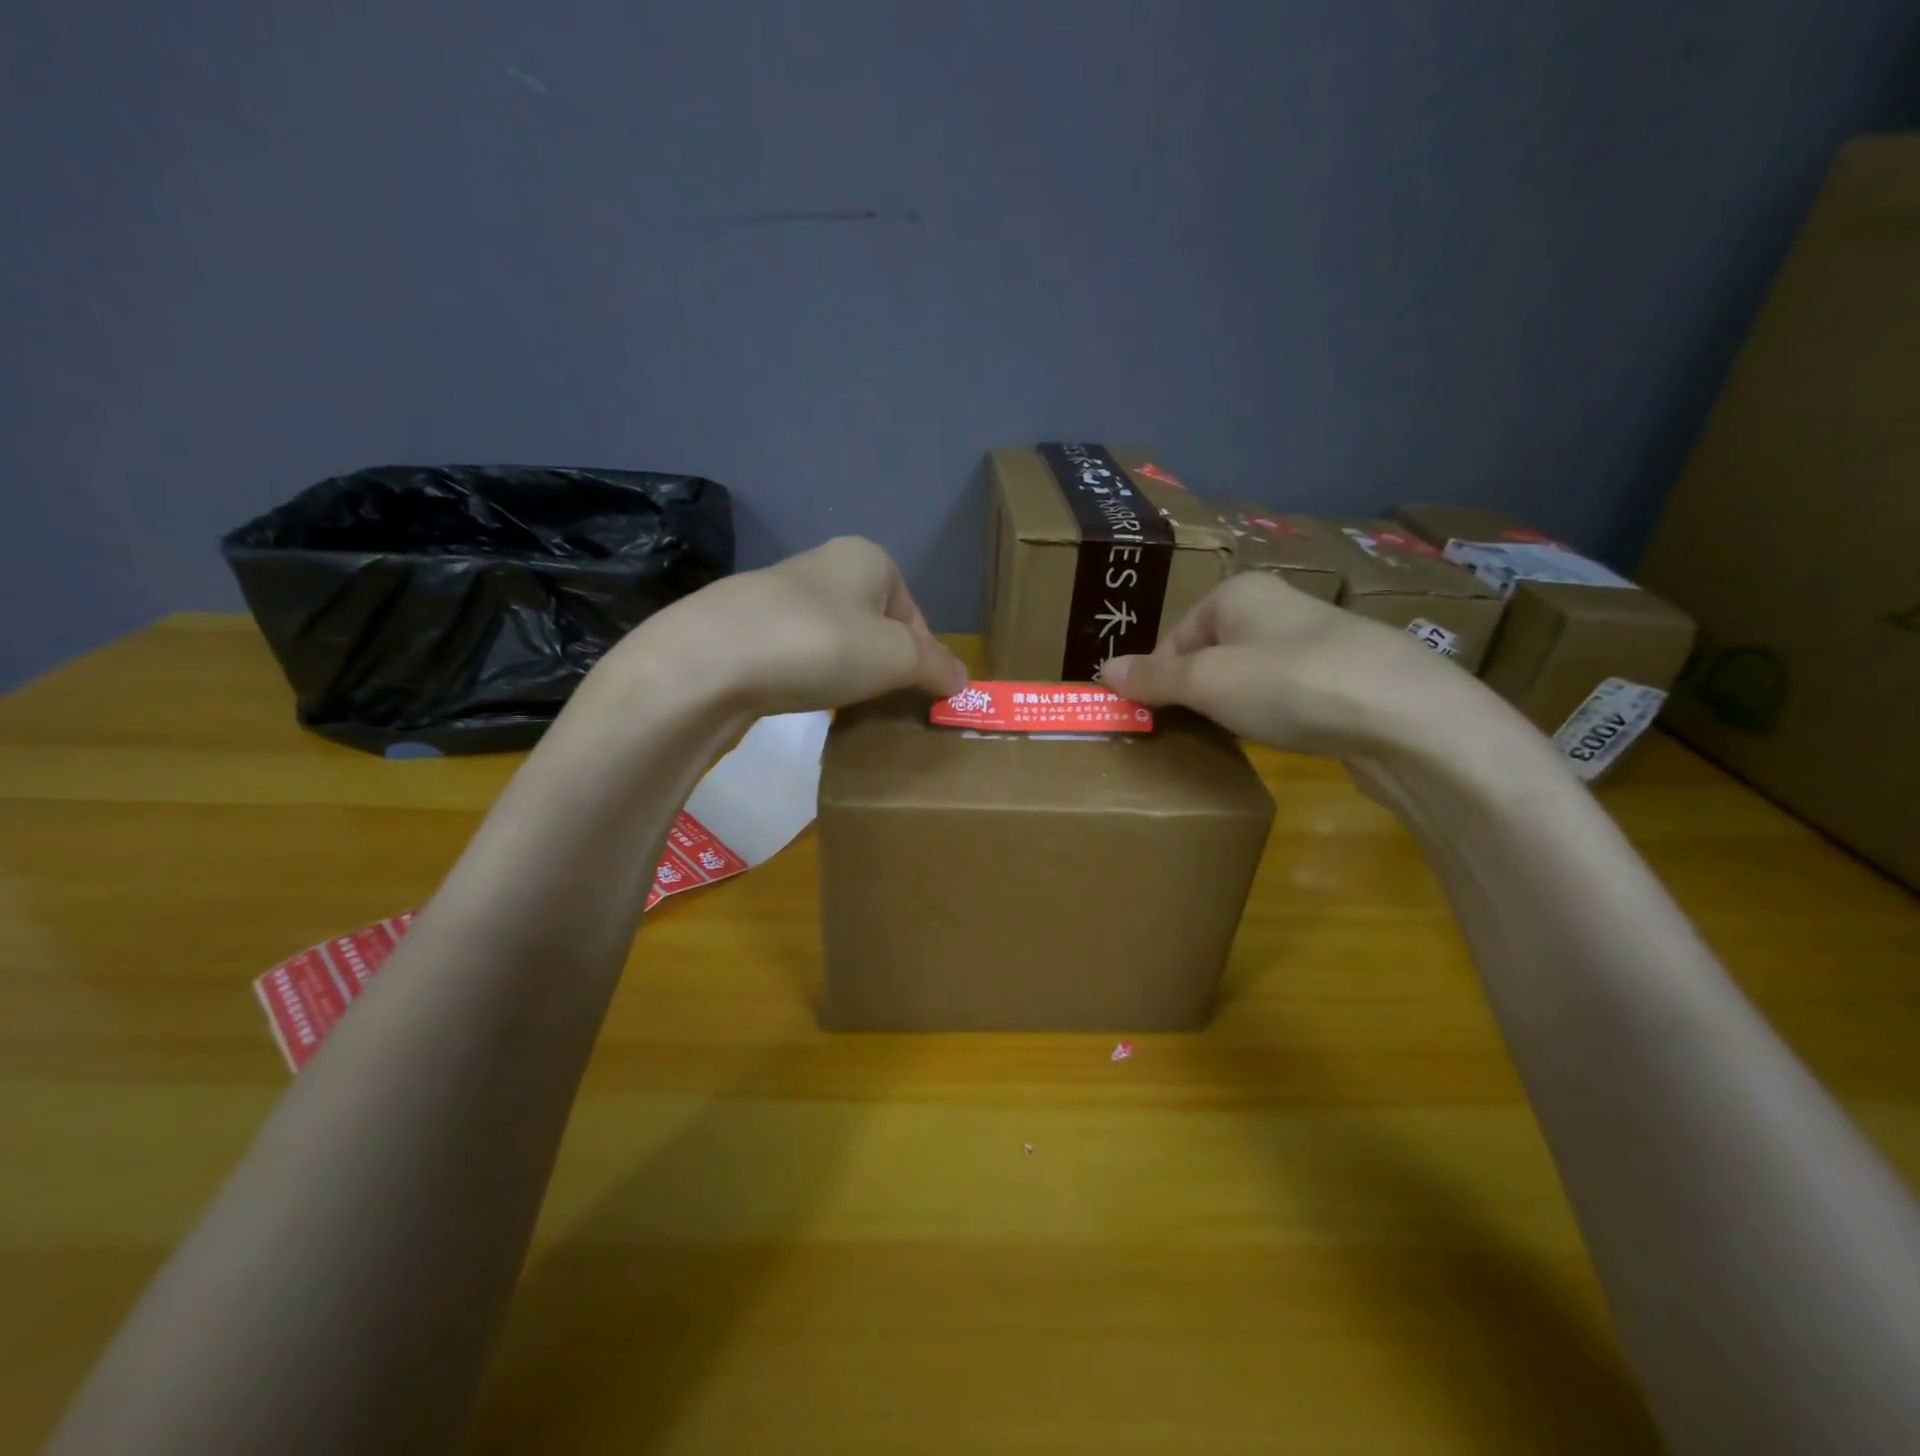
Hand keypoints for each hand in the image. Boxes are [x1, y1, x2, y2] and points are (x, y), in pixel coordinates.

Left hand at [611, 536, 967, 716]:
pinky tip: (802, 700)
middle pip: (876, 627)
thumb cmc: (820, 645)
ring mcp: (780, 596)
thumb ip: (936, 667)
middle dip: (884, 667)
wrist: (710, 661)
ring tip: (843, 707)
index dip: (923, 659)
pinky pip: (797, 655)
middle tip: (883, 704)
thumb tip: (961, 682)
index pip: (914, 615)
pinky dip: (808, 677)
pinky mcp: (746, 628)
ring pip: (835, 641)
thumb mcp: (896, 657)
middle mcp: (824, 566)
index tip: (918, 696)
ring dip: (846, 674)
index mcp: (867, 558)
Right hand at [1098, 571, 1453, 755]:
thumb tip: (1102, 670)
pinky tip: (1280, 735)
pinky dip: (1275, 713)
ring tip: (1233, 735)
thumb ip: (1153, 679)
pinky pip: (1289, 692)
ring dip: (1234, 704)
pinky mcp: (1347, 677)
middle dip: (1195, 692)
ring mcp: (1318, 640)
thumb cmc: (1288, 684)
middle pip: (1211, 653)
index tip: (1154, 718)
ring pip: (1251, 673)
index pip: (1176, 636)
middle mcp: (1278, 606)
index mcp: (1239, 592)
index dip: (1159, 678)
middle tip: (1187, 730)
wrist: (1405, 717)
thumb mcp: (1206, 682)